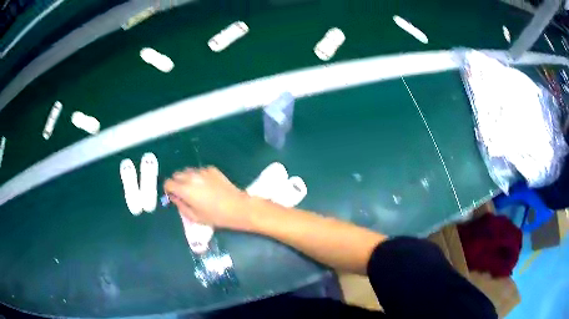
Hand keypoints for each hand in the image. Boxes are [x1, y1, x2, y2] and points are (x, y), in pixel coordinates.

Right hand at [164, 167, 252, 230]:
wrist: (238, 207)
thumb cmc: (215, 216)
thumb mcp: (194, 216)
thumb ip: (180, 205)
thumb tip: (174, 197)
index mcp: (185, 189)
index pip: (168, 183)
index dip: (168, 190)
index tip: (173, 196)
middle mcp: (192, 176)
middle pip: (177, 174)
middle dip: (176, 183)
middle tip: (183, 193)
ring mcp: (202, 171)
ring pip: (188, 171)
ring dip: (187, 178)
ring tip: (195, 189)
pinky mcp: (212, 169)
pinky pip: (199, 171)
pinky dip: (198, 176)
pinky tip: (207, 186)